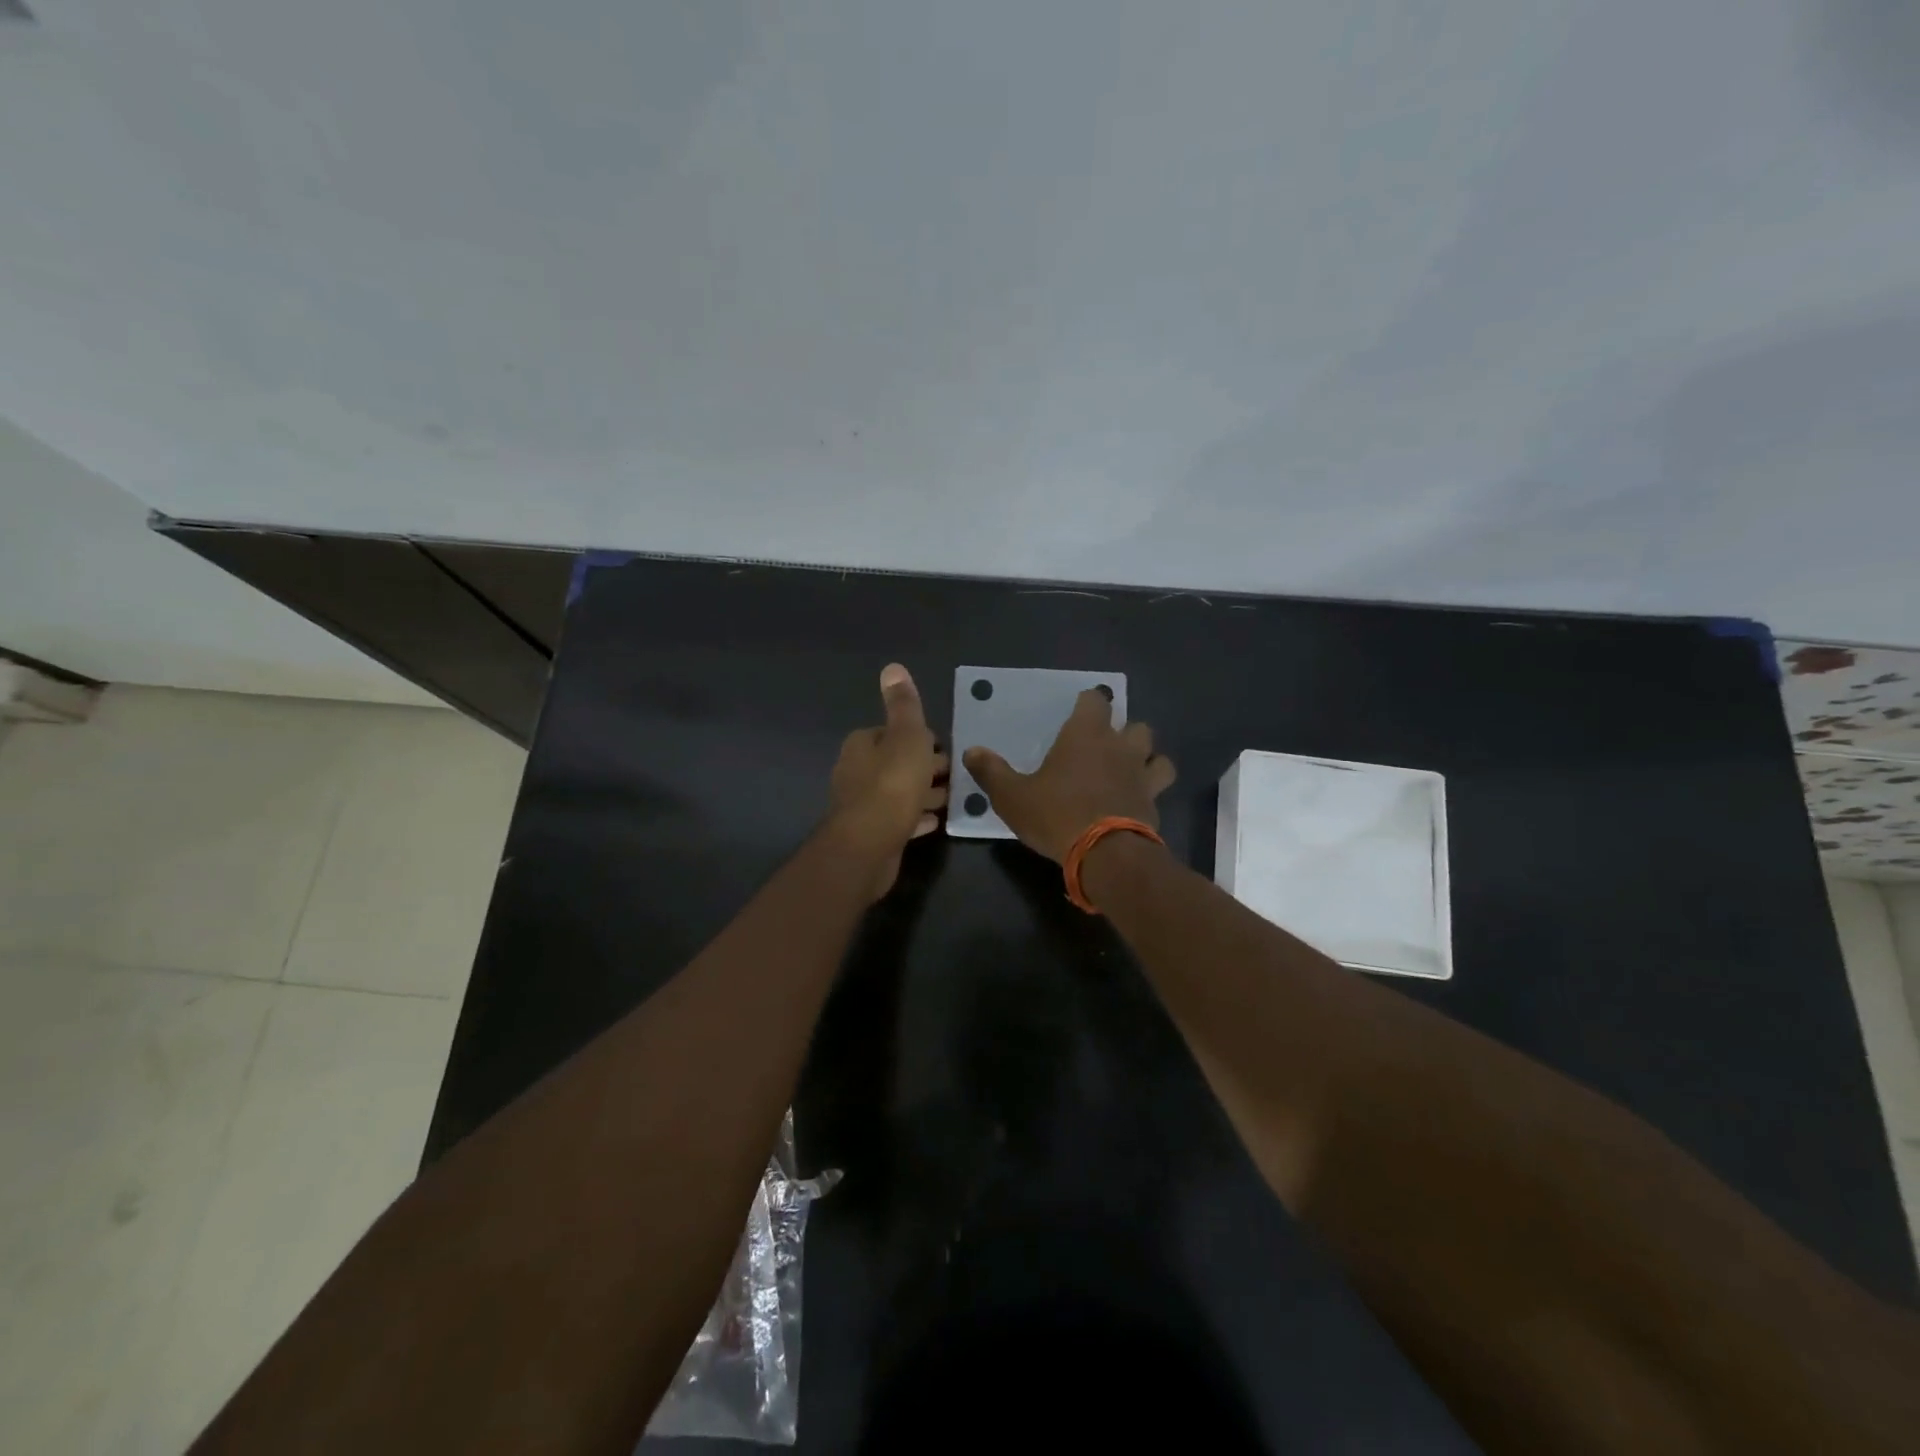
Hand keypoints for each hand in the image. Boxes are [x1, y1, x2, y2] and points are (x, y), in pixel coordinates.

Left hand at [827, 663, 948, 897]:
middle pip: (898, 762)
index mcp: (862, 744)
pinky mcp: (870, 832)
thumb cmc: (892, 785)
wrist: (868, 846)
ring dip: (924, 794)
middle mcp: (857, 770)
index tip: (947, 750)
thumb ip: (904, 705)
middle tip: (956, 777)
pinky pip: (899, 819)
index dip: (924, 740)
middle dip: (927, 767)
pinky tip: (935, 822)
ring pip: (900, 791)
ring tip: (952, 799)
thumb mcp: (907, 738)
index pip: (897, 732)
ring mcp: (862, 804)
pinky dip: (916, 817)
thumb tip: (893, 667)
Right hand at [962, 689, 1176, 863]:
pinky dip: (1152, 787)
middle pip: (1133, 724)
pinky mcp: (1154, 802)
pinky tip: (1138, 799)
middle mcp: (1119, 746)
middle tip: (1103, 747)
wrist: (1106, 855)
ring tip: (1129, 769)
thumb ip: (992, 772)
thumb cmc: (1056, 815)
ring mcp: (1141, 774)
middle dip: (1122, 731)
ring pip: (1155, 752)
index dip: (1089, 703)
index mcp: (1085, 734)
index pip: (1095, 700)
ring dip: (1145, 756)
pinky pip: (1160, 785)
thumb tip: (971, 751)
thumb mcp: (1013, 797)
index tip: (1078, 713)